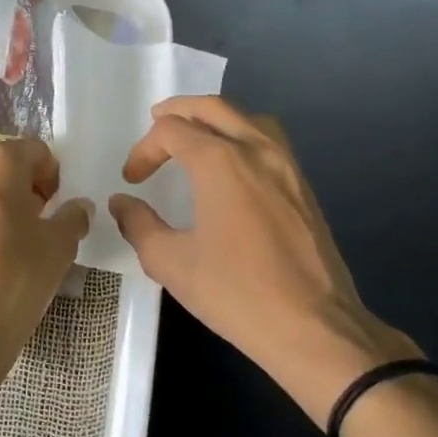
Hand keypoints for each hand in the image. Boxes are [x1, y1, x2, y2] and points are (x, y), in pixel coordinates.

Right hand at [109, 96, 420, 427]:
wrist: (314, 328)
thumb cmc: (237, 294)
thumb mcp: (172, 263)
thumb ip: (139, 225)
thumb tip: (122, 203)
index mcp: (221, 162)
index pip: (172, 130)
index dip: (144, 149)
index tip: (133, 180)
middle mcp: (257, 150)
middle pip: (213, 108)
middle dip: (178, 112)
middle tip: (155, 124)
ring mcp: (287, 166)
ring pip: (248, 118)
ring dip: (215, 118)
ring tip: (195, 137)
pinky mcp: (304, 187)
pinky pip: (269, 141)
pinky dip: (242, 136)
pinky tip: (232, 168)